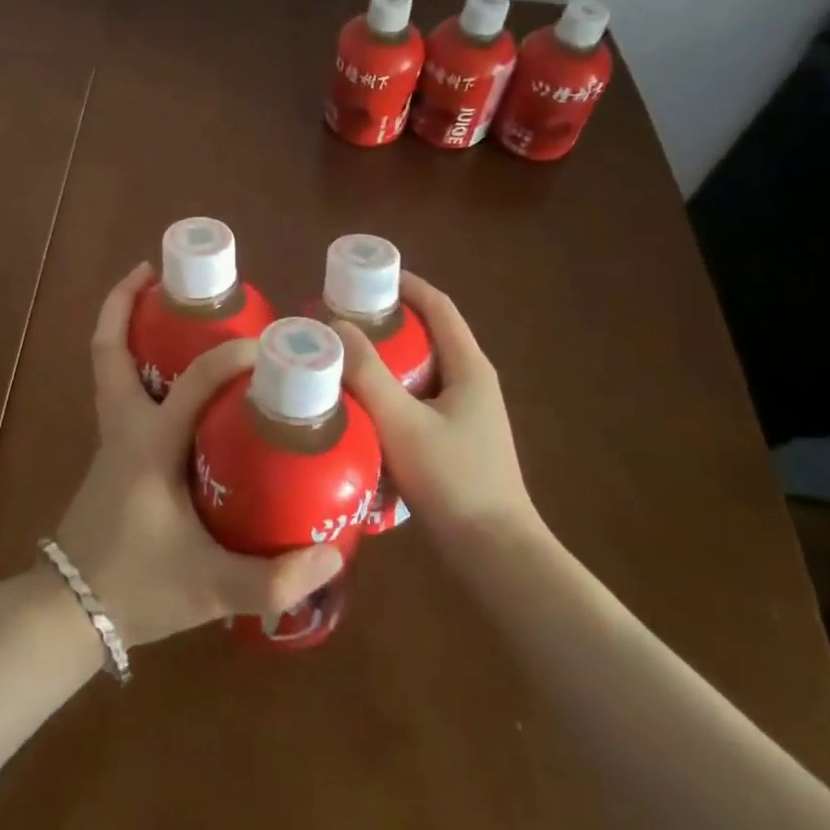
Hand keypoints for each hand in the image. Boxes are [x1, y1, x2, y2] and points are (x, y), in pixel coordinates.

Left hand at [53, 263, 345, 647]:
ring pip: (110, 365)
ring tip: (170, 306)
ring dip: (128, 326)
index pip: (194, 382)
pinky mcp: (114, 452)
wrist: (68, 614)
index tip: (268, 345)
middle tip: (164, 274)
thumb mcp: (209, 587)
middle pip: (109, 348)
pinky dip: (136, 363)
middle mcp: (125, 427)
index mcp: (149, 444)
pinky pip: (121, 389)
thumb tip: (333, 555)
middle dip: (127, 302)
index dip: (231, 356)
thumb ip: (272, 578)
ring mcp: (113, 437)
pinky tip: (175, 375)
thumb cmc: (135, 588)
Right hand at [335, 270, 540, 545]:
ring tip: (342, 355)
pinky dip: (390, 388)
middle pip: (427, 333)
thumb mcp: (402, 423)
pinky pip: (417, 396)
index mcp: (469, 367)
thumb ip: (367, 374)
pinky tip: (360, 402)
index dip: (404, 284)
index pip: (438, 306)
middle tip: (340, 317)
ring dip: (384, 356)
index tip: (363, 275)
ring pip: (420, 368)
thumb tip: (333, 327)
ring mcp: (466, 413)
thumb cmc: (453, 481)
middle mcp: (472, 381)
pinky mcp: (455, 439)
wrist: (495, 555)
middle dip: (385, 320)